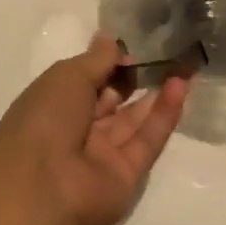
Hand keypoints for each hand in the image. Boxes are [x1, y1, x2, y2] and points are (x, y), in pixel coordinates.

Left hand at [0, 34, 189, 224]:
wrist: (43, 186)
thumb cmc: (46, 117)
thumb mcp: (69, 75)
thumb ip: (97, 59)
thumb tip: (110, 38)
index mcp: (54, 104)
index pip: (86, 80)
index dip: (108, 63)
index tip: (132, 48)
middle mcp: (78, 129)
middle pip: (111, 100)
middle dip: (134, 78)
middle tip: (165, 53)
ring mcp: (102, 154)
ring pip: (133, 120)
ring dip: (156, 93)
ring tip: (182, 65)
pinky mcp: (127, 175)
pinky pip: (147, 140)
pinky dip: (164, 114)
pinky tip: (181, 86)